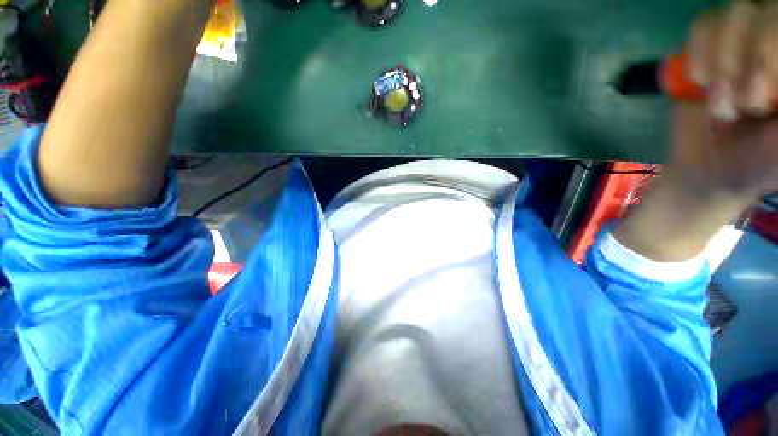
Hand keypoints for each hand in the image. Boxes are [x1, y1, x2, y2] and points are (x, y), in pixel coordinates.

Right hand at [613, 2, 777, 260]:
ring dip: (723, 55)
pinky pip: (702, 25)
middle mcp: (773, 51)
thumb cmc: (745, 170)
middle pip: (766, 13)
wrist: (704, 173)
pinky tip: (699, 80)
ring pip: (734, 12)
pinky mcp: (708, 52)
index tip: (759, 97)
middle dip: (753, 55)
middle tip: (739, 103)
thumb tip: (775, 93)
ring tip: (719, 97)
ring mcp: (741, 46)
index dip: (775, 51)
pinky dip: (700, 48)